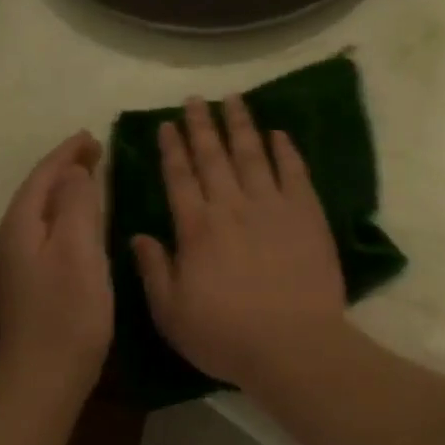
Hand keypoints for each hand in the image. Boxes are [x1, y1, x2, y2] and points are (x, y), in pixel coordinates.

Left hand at [0, 131, 112, 397]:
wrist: (42, 379)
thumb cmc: (67, 312)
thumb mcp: (78, 250)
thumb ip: (76, 204)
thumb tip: (74, 171)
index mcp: (21, 225)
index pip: (43, 175)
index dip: (67, 153)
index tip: (93, 137)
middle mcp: (11, 239)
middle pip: (38, 191)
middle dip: (65, 169)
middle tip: (97, 153)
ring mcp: (16, 265)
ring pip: (42, 214)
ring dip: (65, 193)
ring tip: (92, 180)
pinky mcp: (28, 285)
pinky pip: (46, 235)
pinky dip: (65, 218)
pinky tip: (82, 228)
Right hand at [132, 96, 348, 391]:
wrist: (294, 345)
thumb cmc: (226, 336)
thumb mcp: (172, 314)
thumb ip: (153, 271)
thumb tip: (138, 235)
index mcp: (196, 228)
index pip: (179, 177)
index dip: (172, 149)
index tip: (167, 124)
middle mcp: (231, 206)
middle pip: (214, 156)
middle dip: (202, 125)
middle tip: (195, 100)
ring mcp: (272, 206)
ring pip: (253, 155)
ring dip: (241, 125)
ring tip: (233, 99)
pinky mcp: (307, 214)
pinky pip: (295, 172)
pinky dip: (286, 150)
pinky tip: (279, 133)